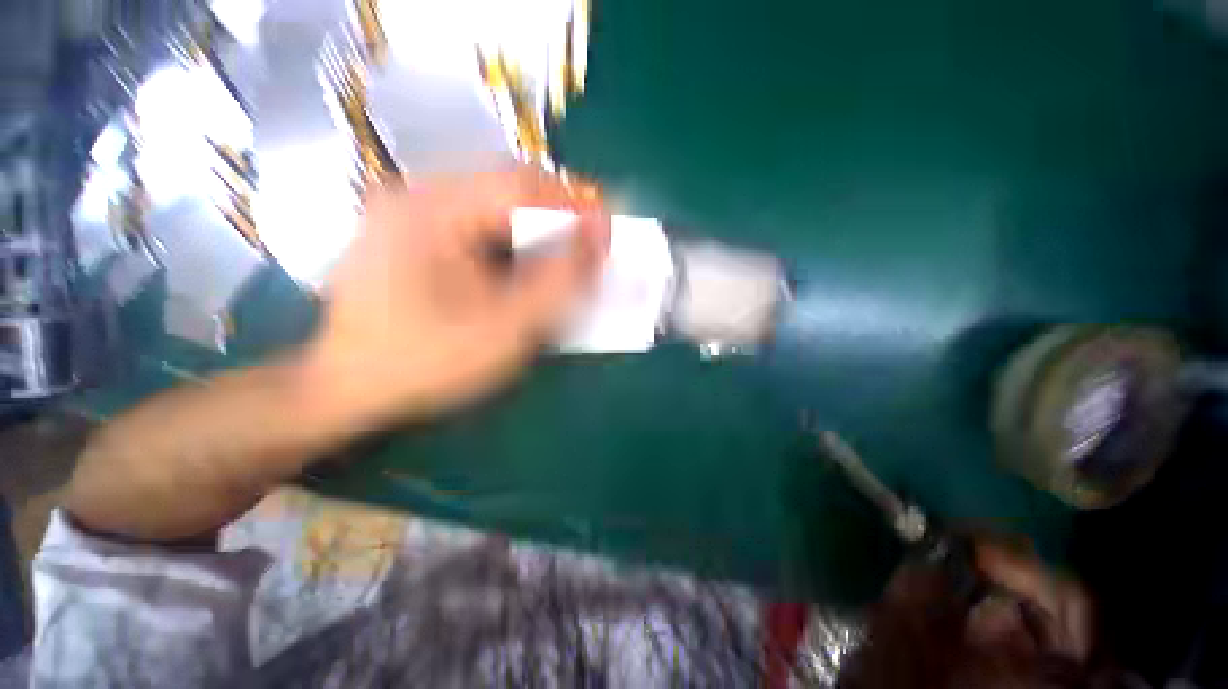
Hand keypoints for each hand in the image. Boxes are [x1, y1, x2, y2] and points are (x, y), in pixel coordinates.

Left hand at [302, 168, 609, 426]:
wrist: (346, 392)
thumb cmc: (427, 362)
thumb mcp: (507, 327)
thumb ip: (560, 280)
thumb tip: (601, 236)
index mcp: (432, 210)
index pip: (522, 184)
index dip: (575, 203)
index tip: (609, 229)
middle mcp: (417, 196)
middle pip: (507, 189)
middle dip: (556, 217)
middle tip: (587, 247)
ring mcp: (410, 214)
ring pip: (492, 207)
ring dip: (534, 230)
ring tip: (559, 260)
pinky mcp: (410, 235)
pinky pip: (474, 225)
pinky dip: (508, 243)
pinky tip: (518, 269)